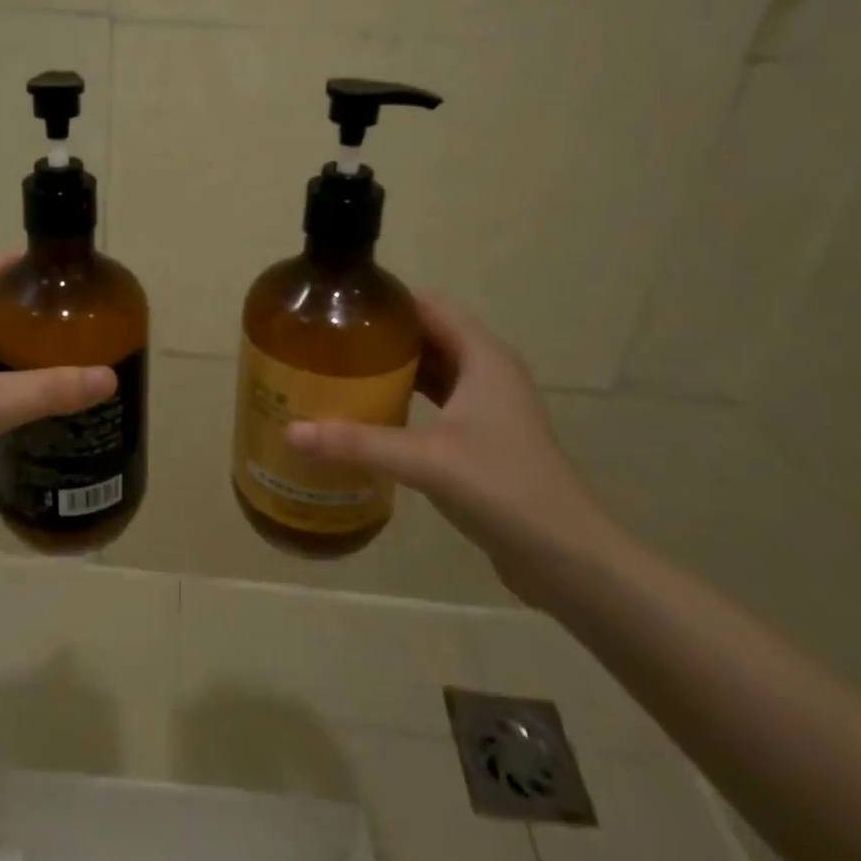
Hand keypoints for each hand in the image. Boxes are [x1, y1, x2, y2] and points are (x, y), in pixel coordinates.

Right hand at [285, 296, 620, 604]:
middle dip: (384, 337)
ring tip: (342, 373)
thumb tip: (291, 431)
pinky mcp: (485, 439)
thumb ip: (358, 443)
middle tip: (330, 343)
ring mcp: (489, 407)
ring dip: (395, 369)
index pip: (431, 306)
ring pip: (434, 371)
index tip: (340, 308)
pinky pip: (438, 403)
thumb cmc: (503, 489)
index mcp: (484, 358)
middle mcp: (489, 373)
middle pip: (430, 335)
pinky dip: (408, 400)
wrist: (568, 558)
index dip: (389, 302)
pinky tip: (373, 415)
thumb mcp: (425, 461)